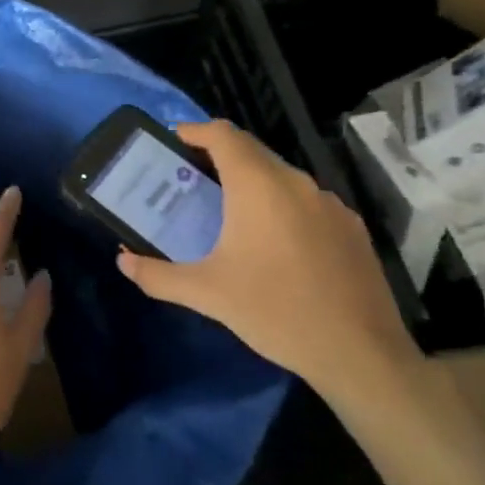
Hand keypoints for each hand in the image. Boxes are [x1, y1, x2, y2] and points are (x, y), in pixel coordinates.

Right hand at [116, 120, 420, 403]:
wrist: (360, 354)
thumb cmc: (275, 312)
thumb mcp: (208, 294)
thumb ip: (158, 276)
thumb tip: (123, 263)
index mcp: (258, 185)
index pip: (222, 134)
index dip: (194, 131)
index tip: (173, 142)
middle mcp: (295, 182)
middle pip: (251, 151)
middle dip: (218, 157)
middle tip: (192, 181)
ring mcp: (329, 202)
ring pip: (281, 176)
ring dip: (252, 182)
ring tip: (230, 213)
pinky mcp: (351, 226)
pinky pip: (307, 201)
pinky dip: (283, 206)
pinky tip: (277, 244)